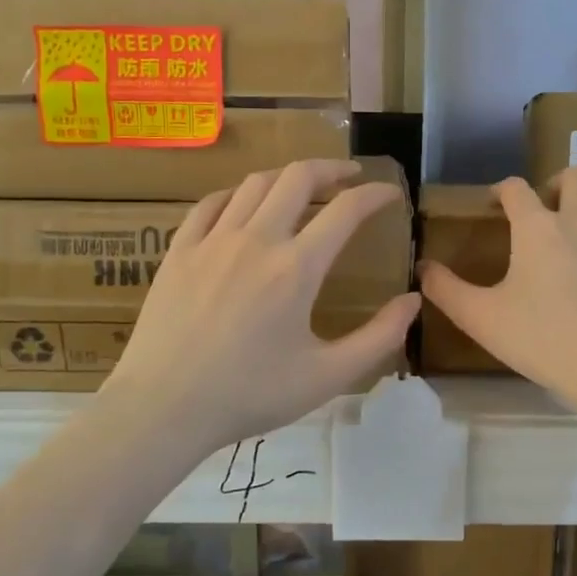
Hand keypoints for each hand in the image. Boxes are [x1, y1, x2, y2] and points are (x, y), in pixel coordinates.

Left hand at [100, 159, 419, 455]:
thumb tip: (413, 300)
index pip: (346, 210)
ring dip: (287, 177)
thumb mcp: (328, 377)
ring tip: (302, 188)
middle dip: (331, 168)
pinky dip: (237, 194)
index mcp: (297, 268)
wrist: (163, 407)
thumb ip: (379, 337)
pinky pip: (211, 203)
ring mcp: (212, 240)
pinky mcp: (179, 250)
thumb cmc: (249, 395)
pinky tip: (244, 204)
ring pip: (255, 183)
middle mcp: (256, 240)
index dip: (375, 194)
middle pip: (298, 177)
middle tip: (349, 176)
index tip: (391, 194)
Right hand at [419, 169, 576, 416]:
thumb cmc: (543, 341)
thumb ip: (446, 290)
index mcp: (538, 229)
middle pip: (576, 177)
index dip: (501, 190)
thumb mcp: (481, 319)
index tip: (494, 204)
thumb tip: (422, 266)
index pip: (515, 188)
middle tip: (550, 211)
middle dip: (560, 185)